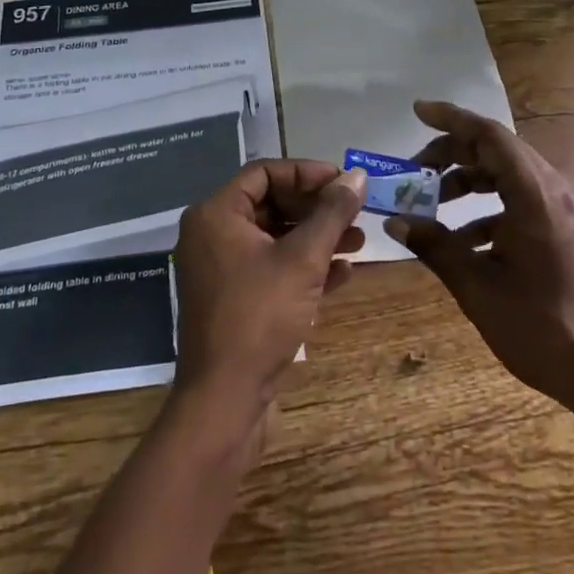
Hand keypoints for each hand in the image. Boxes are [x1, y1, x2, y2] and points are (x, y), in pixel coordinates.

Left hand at [172, 160, 365, 424]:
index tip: (343, 182)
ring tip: (359, 241)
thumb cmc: (260, 316)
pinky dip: (306, 267)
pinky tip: (343, 274)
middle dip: (317, 209)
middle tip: (355, 212)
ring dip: (317, 238)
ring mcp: (223, 270)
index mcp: (216, 215)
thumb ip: (331, 213)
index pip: (264, 173)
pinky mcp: (236, 301)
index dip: (306, 173)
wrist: (225, 401)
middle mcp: (214, 236)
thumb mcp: (303, 259)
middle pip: (272, 204)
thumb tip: (357, 176)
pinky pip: (273, 270)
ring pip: (276, 239)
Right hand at [386, 101, 573, 443]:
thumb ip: (435, 247)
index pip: (488, 135)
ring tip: (432, 205)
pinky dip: (489, 208)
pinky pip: (523, 201)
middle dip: (452, 153)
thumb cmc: (541, 329)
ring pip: (509, 175)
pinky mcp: (568, 231)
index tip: (417, 111)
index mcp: (534, 196)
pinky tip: (465, 241)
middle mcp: (554, 192)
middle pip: (497, 150)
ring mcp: (565, 211)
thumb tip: (395, 221)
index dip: (450, 119)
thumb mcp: (478, 289)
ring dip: (469, 181)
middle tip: (415, 172)